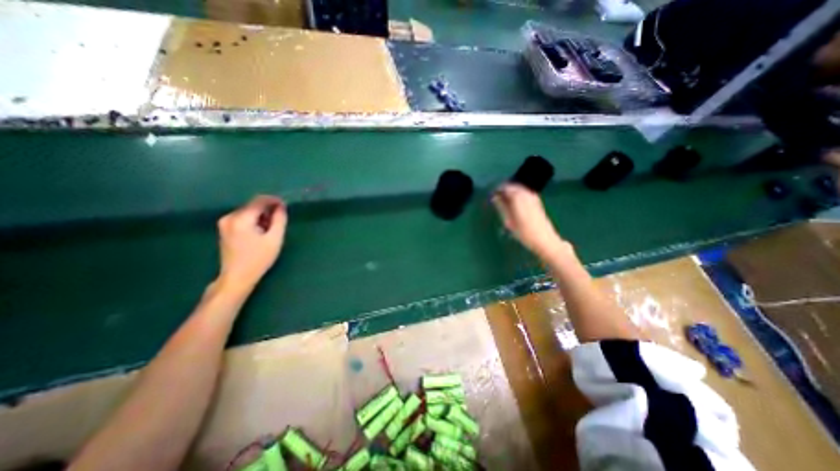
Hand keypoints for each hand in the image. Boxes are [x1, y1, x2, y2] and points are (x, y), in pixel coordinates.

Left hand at [214, 195, 286, 294]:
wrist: (237, 277)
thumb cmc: (259, 259)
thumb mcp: (274, 239)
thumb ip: (279, 219)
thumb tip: (281, 206)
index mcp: (241, 219)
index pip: (259, 201)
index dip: (274, 200)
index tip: (285, 205)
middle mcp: (229, 217)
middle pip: (253, 205)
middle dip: (268, 210)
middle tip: (280, 221)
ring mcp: (224, 223)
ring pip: (248, 211)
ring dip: (261, 216)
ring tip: (271, 229)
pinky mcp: (224, 228)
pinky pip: (243, 218)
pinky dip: (254, 221)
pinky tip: (260, 232)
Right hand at [493, 184, 570, 259]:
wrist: (544, 240)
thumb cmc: (524, 233)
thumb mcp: (509, 221)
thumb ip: (501, 206)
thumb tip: (495, 197)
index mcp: (519, 198)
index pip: (505, 188)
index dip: (497, 190)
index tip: (492, 195)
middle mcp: (527, 194)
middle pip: (513, 186)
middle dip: (504, 190)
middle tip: (497, 197)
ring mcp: (534, 197)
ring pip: (519, 189)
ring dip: (511, 192)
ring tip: (504, 201)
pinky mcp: (537, 202)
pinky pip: (524, 193)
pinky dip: (518, 195)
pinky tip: (514, 204)